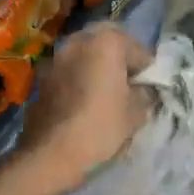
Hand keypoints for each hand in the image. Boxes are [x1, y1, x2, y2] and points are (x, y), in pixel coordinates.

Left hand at [19, 23, 152, 191]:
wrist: (51, 153)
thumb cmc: (100, 127)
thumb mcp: (136, 113)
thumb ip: (145, 94)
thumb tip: (144, 90)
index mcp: (107, 42)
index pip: (139, 50)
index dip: (148, 69)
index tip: (152, 87)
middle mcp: (79, 40)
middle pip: (108, 44)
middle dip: (121, 59)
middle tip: (129, 83)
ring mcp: (56, 56)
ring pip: (85, 54)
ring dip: (97, 66)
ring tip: (106, 91)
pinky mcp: (42, 76)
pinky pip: (69, 70)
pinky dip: (79, 77)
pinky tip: (84, 99)